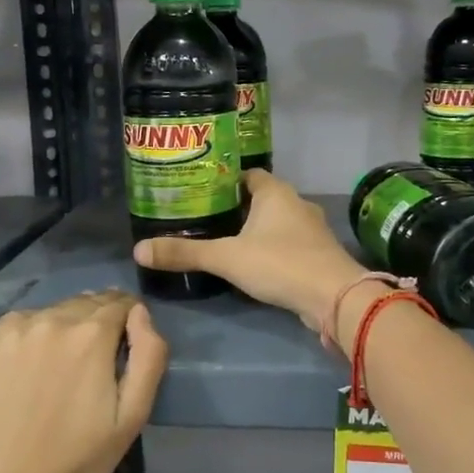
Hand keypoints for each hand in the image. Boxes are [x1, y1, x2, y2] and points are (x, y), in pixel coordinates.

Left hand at [0, 290, 167, 472]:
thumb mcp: (133, 414)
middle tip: (95, 358)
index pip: (120, 303)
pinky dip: (32, 334)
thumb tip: (140, 313)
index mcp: (91, 335)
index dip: (129, 318)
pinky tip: (31, 366)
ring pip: (53, 311)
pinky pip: (20, 323)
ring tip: (62, 365)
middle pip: (86, 302)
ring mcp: (14, 330)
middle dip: (98, 321)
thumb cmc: (80, 458)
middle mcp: (52, 320)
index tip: (126, 341)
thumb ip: (149, 355)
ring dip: (65, 326)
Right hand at [133, 169, 368, 330]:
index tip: (200, 192)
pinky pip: (287, 244)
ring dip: (255, 230)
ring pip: (276, 223)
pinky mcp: (317, 255)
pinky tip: (253, 265)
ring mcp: (310, 230)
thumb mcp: (226, 258)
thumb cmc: (280, 263)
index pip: (246, 174)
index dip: (224, 181)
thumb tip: (139, 250)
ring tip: (224, 242)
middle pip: (261, 198)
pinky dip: (270, 250)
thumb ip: (185, 253)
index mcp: (275, 192)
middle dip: (235, 208)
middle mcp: (296, 203)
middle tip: (204, 219)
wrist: (335, 297)